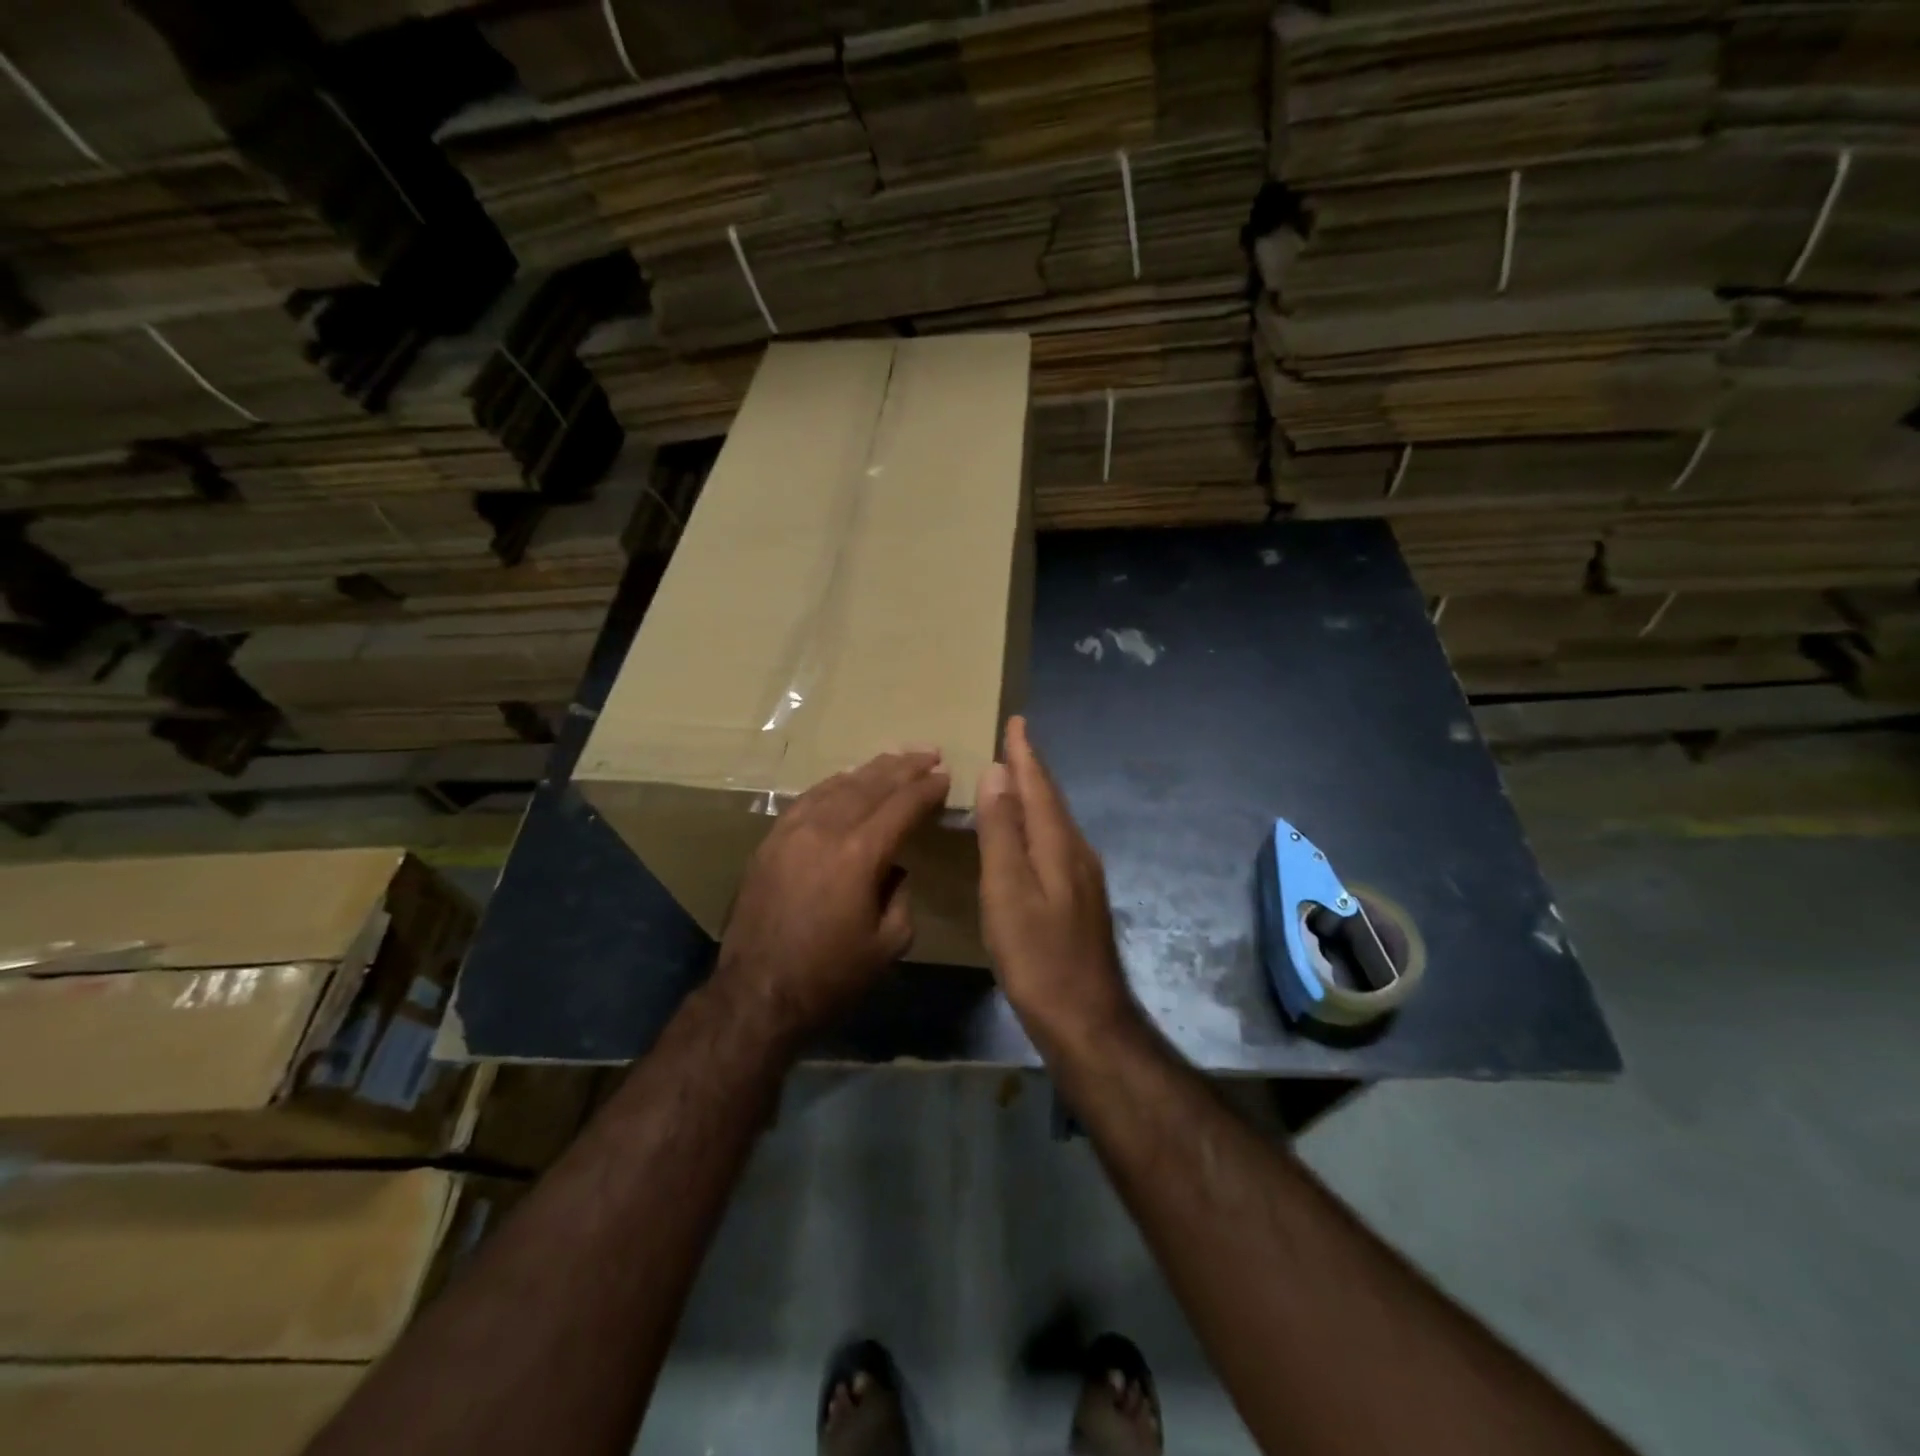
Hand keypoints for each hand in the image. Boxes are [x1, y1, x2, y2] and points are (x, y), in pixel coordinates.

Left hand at [716, 750, 949, 1041]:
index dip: (927, 789)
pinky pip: (808, 798)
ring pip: (838, 786)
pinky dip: (834, 784)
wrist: (758, 993)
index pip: (901, 806)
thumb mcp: (889, 945)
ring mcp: (792, 831)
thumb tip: (895, 870)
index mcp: (859, 855)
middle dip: (904, 767)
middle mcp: (825, 830)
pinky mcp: (771, 841)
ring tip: (895, 758)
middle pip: (870, 785)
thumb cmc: (830, 976)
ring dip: (870, 770)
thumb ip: (901, 896)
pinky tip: (846, 780)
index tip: (946, 775)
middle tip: (929, 753)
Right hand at [976, 717, 1138, 1053]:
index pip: (1038, 785)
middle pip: (1052, 799)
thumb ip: (1002, 830)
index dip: (1025, 753)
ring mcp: (1083, 878)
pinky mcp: (1080, 900)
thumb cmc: (1037, 955)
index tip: (1017, 721)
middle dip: (1033, 768)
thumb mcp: (1008, 890)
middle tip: (1015, 742)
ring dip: (1037, 795)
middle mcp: (1077, 852)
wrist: (1086, 1018)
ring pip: (1057, 822)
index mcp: (1058, 843)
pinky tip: (1031, 837)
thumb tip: (998, 771)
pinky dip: (1040, 825)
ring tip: (1018, 779)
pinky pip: (1057, 843)